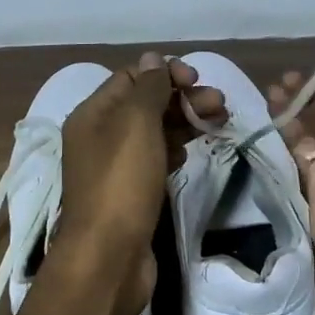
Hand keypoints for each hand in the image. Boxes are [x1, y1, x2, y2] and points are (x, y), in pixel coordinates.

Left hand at [56, 54, 223, 314]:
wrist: (109, 256)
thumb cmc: (122, 183)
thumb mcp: (136, 124)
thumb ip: (148, 88)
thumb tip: (154, 58)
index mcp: (93, 114)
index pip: (131, 77)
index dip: (165, 73)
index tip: (197, 79)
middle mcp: (100, 136)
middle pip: (145, 104)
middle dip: (183, 98)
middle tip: (221, 105)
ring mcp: (115, 167)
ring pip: (154, 132)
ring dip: (185, 122)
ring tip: (220, 123)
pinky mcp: (131, 193)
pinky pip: (155, 160)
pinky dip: (175, 150)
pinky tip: (191, 153)